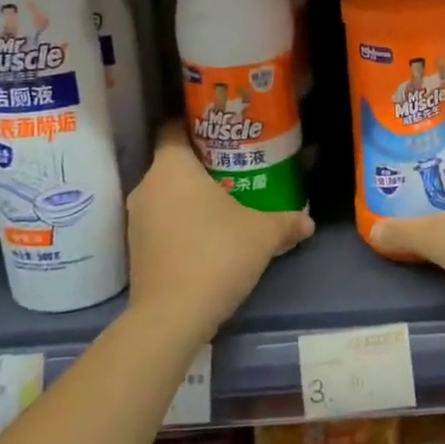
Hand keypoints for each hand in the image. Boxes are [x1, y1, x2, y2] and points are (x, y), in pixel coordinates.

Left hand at [126, 122, 313, 337]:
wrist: (171, 317)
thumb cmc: (217, 254)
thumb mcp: (263, 234)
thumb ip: (287, 221)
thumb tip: (308, 221)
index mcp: (172, 166)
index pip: (174, 128)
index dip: (196, 126)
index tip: (223, 132)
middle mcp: (147, 186)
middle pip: (172, 163)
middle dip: (201, 165)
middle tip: (234, 168)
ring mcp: (136, 220)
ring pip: (165, 195)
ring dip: (190, 197)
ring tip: (225, 202)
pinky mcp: (135, 250)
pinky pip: (161, 222)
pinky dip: (180, 223)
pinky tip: (208, 236)